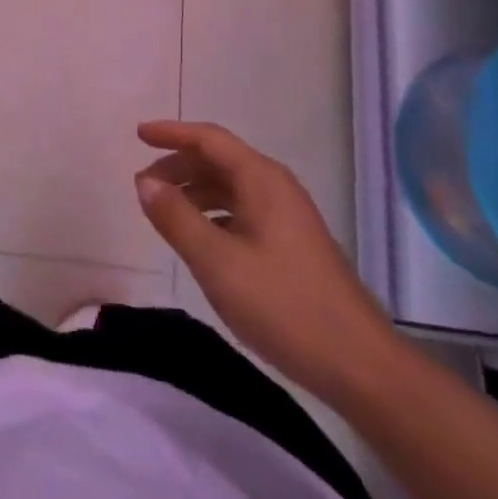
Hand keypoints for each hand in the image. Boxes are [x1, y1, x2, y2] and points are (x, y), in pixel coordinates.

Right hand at [136, 120, 397, 402]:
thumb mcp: (217, 262)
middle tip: (143, 185)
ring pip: (231, 188)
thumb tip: (145, 181)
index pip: (209, 139)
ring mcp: (287, 216)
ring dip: (194, 192)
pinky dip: (213, 214)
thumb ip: (177, 218)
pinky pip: (242, 211)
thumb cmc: (283, 306)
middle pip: (219, 160)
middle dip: (179, 166)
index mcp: (261, 179)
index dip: (172, 133)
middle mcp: (275, 187)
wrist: (359, 365)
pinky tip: (199, 240)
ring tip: (163, 211)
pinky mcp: (292, 244)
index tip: (138, 135)